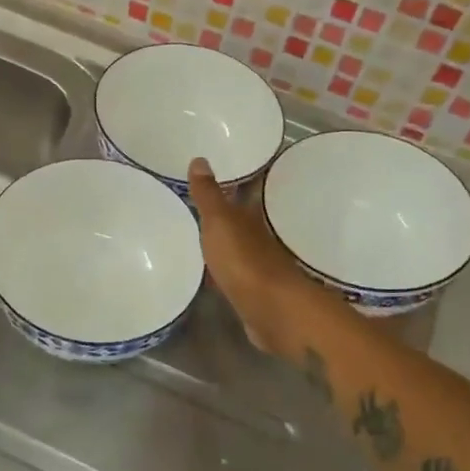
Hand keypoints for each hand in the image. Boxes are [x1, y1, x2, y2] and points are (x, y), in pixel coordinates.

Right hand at [186, 158, 314, 351]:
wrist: (272, 311)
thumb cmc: (244, 261)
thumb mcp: (219, 222)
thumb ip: (208, 195)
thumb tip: (200, 159)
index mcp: (250, 217)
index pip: (242, 191)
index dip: (231, 181)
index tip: (214, 171)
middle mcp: (257, 237)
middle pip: (240, 219)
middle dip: (224, 211)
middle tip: (198, 202)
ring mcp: (256, 266)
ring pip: (236, 246)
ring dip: (222, 241)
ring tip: (197, 235)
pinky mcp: (251, 293)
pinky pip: (232, 274)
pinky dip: (221, 270)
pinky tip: (207, 273)